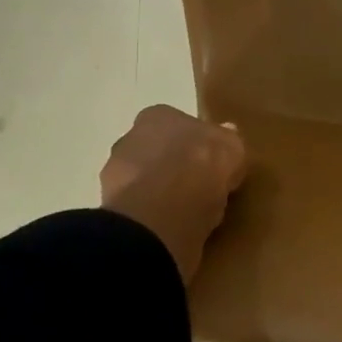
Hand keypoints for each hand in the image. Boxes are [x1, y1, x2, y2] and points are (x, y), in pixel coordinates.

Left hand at [100, 106, 246, 281]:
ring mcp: (114, 174)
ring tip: (185, 211)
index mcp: (158, 116)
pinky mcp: (110, 209)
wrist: (162, 213)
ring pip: (143, 180)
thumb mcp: (232, 148)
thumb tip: (227, 132)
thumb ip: (227, 139)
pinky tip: (170, 226)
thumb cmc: (201, 166)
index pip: (177, 124)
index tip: (209, 160)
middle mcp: (130, 138)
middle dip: (172, 165)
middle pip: (156, 150)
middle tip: (197, 185)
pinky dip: (151, 215)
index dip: (194, 142)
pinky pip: (138, 208)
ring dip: (159, 192)